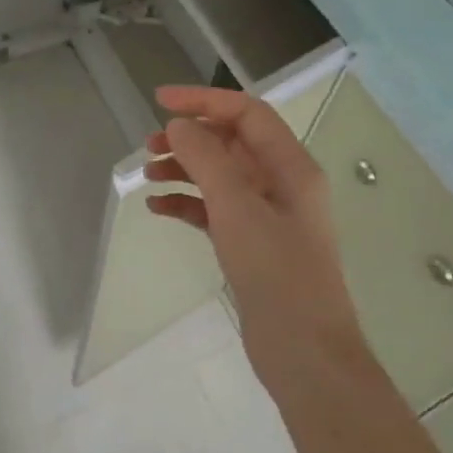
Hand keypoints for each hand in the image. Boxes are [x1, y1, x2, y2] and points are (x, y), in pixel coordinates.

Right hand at [144, 86, 367, 415]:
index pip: (248, 114)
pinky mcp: (252, 246)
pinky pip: (215, 212)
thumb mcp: (238, 208)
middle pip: (232, 144)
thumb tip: (178, 125)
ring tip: (148, 177)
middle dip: (190, 138)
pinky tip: (158, 209)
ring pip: (220, 178)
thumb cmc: (277, 273)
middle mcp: (282, 185)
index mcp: (292, 167)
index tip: (159, 101)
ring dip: (185, 170)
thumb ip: (207, 159)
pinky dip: (187, 205)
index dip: (204, 101)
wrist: (304, 352)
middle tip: (148, 146)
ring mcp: (267, 218)